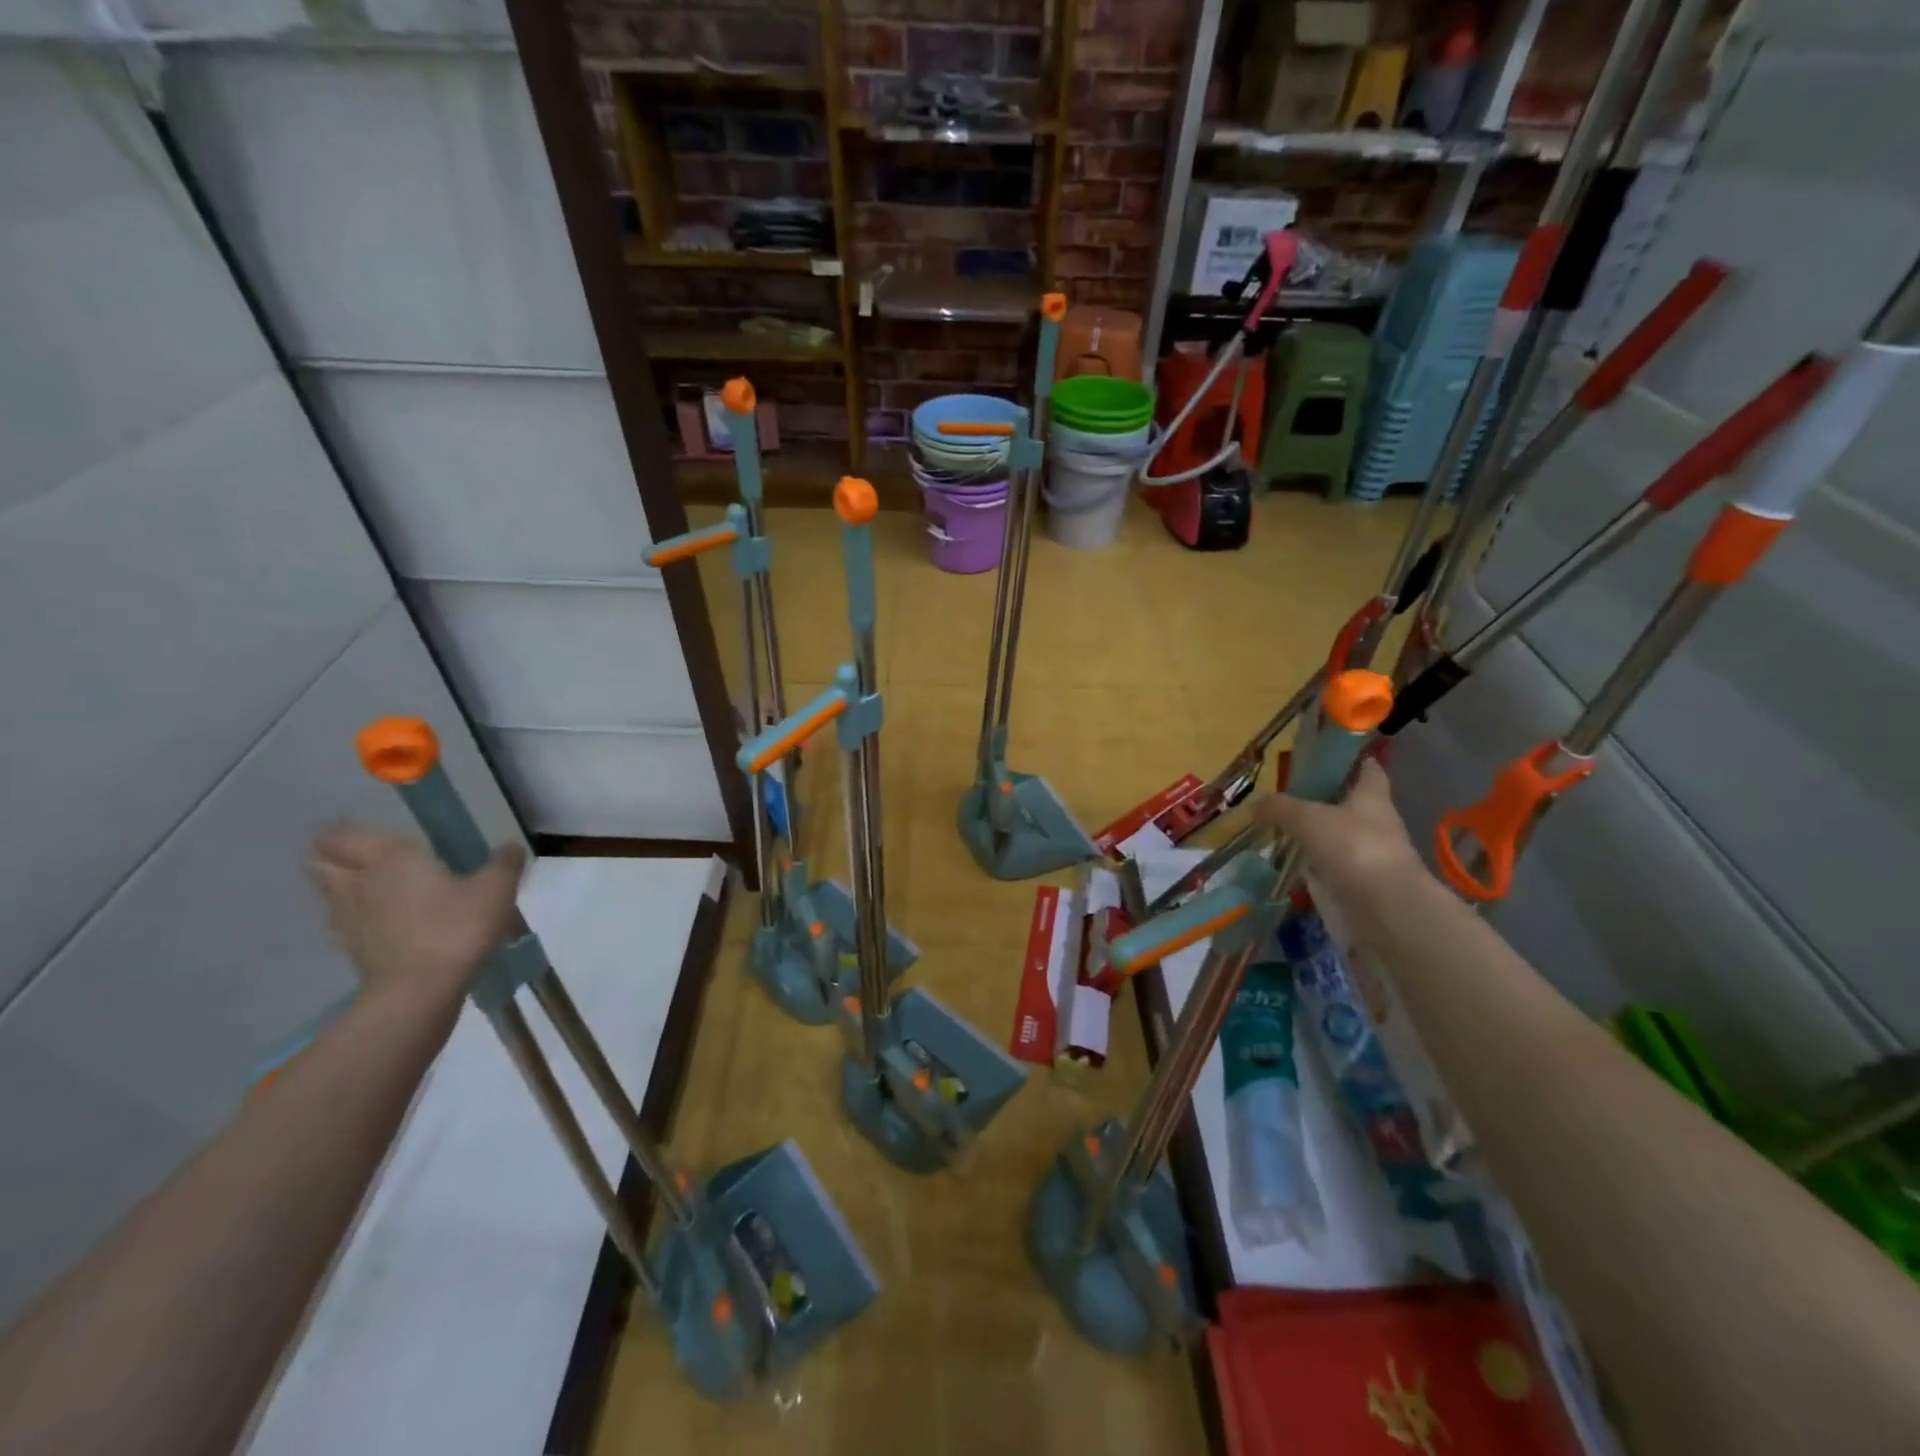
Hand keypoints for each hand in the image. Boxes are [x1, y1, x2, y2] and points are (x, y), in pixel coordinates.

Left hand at [307, 825, 525, 1010]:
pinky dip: (356, 920)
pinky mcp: (350, 950)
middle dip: (337, 856)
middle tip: (370, 858)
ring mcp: (347, 919)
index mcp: (389, 858)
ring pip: (329, 893)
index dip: (348, 831)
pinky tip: (383, 925)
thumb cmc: (457, 926)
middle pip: (321, 861)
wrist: (421, 989)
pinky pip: (343, 924)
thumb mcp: (496, 888)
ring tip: (377, 891)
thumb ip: (504, 863)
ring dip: (344, 888)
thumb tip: (510, 848)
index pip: (343, 834)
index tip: (373, 833)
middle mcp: (358, 882)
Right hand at [1250, 759, 1420, 901]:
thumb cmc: (1353, 847)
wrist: (1385, 908)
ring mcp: (1373, 856)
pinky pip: (1336, 867)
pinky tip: (1293, 865)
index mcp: (1372, 797)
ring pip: (1342, 837)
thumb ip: (1281, 808)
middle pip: (1353, 805)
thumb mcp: (1308, 819)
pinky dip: (1317, 866)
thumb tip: (1256, 805)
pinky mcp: (1364, 885)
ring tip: (1285, 832)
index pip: (1369, 770)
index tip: (1332, 757)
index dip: (1354, 760)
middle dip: (1327, 800)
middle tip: (1292, 797)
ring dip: (1320, 836)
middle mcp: (1378, 823)